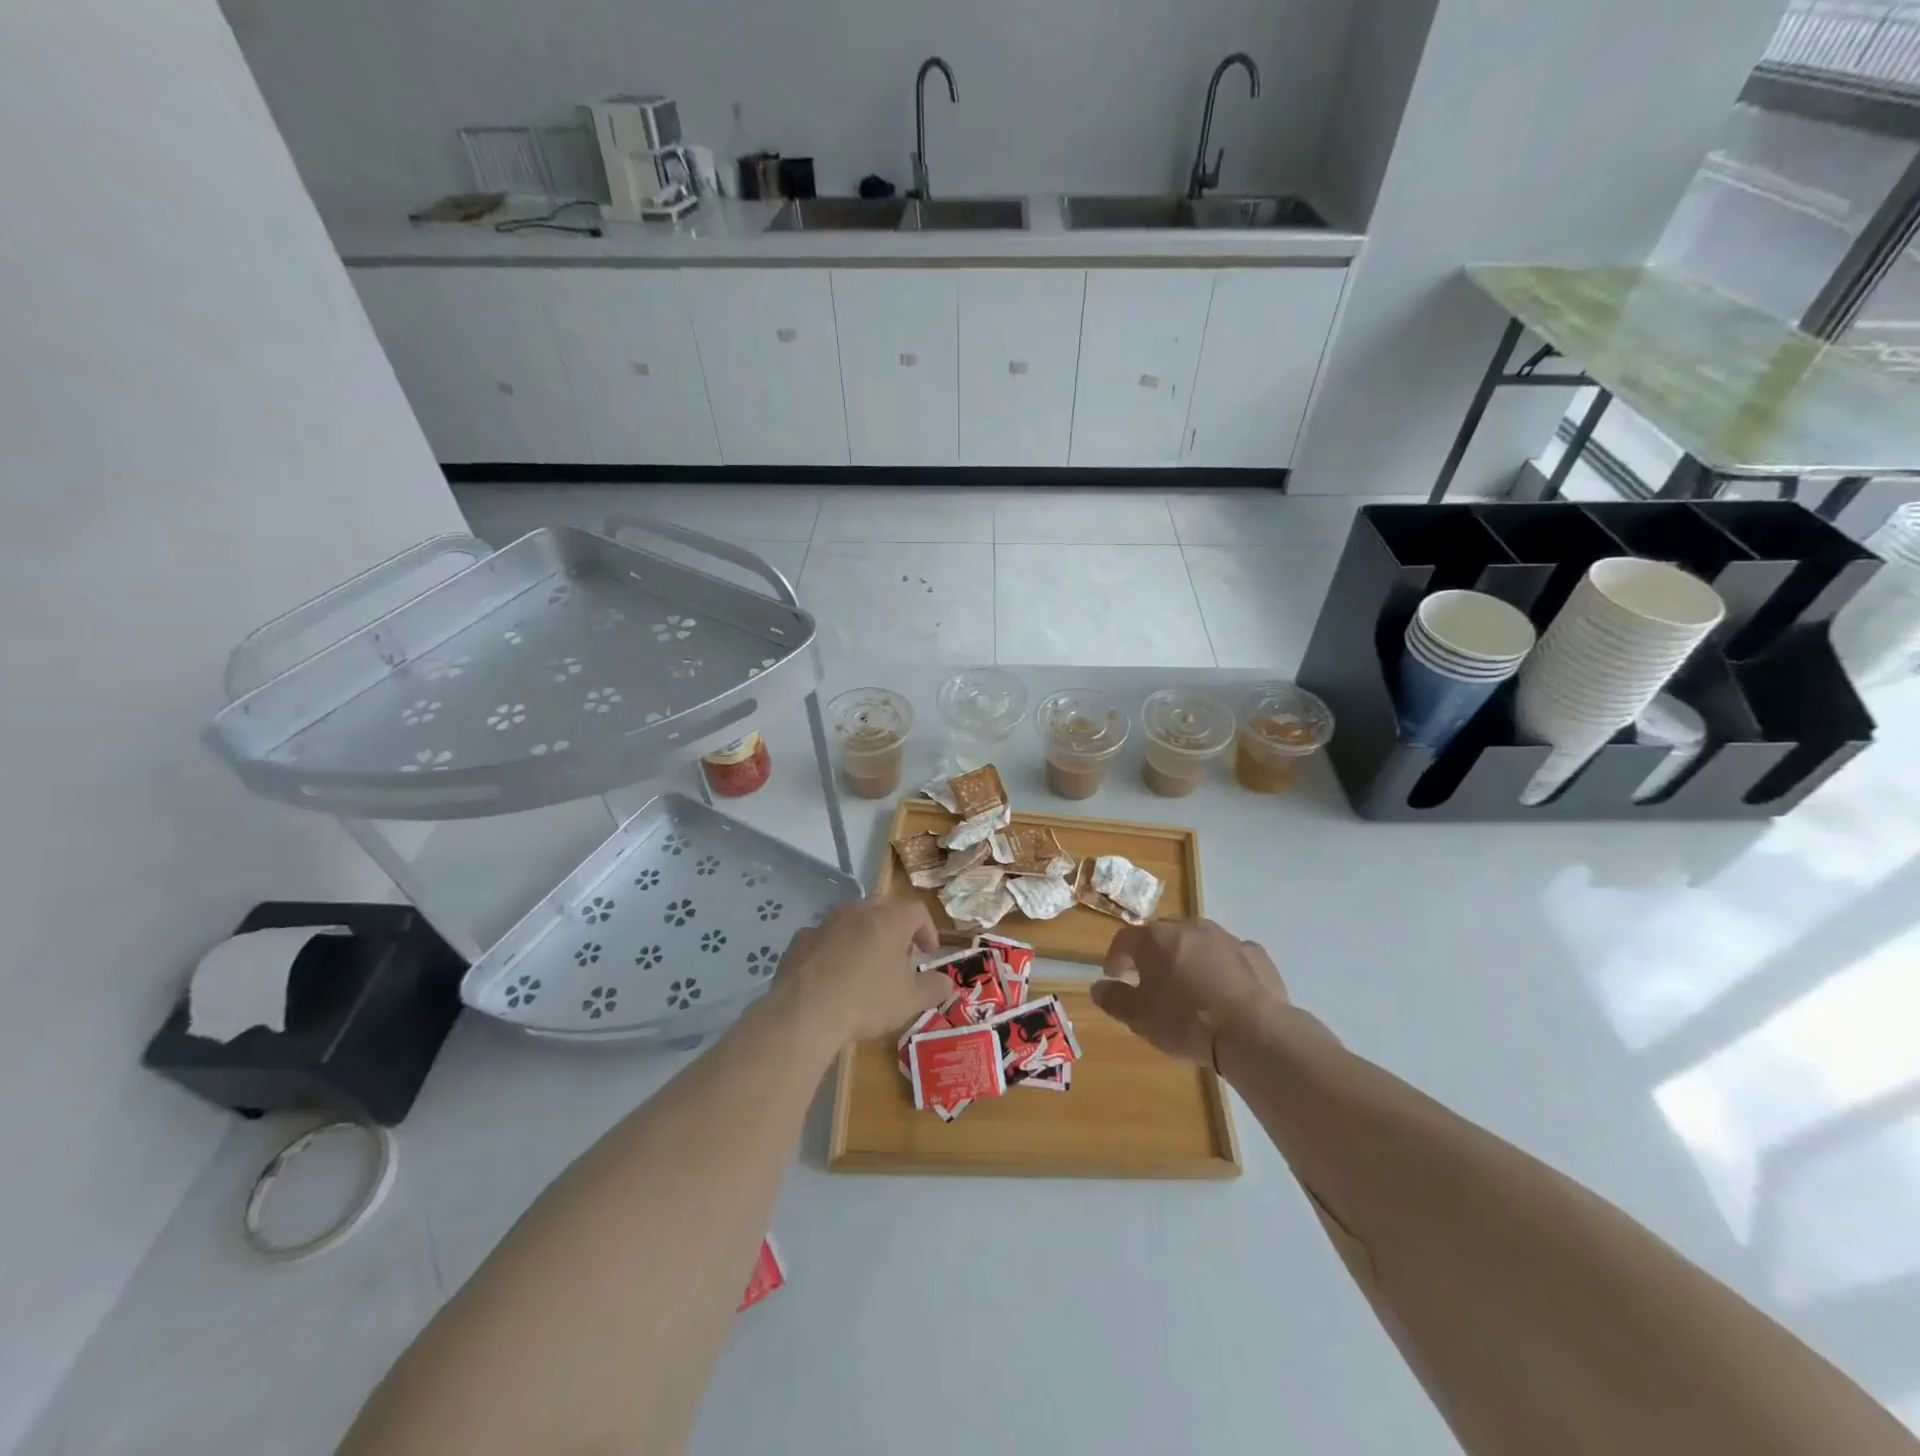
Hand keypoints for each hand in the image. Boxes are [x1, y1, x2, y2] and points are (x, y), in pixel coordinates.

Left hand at [770, 899, 948, 1046]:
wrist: (804, 1012)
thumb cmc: (866, 1001)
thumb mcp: (910, 1000)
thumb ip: (934, 988)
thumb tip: (947, 983)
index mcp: (889, 919)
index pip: (918, 911)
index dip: (927, 930)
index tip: (928, 952)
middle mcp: (858, 911)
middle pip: (884, 909)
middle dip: (895, 930)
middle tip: (899, 957)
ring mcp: (825, 922)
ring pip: (852, 921)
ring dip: (863, 937)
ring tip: (865, 967)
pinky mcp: (800, 938)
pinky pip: (825, 938)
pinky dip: (834, 950)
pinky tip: (832, 976)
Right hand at [1089, 919, 1288, 1067]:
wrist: (1254, 1031)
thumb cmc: (1186, 1022)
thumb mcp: (1140, 1018)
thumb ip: (1114, 999)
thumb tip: (1098, 988)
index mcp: (1155, 939)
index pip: (1125, 939)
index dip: (1116, 957)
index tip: (1114, 976)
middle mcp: (1188, 927)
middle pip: (1162, 936)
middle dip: (1153, 955)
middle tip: (1151, 981)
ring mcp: (1225, 937)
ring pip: (1198, 942)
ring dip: (1189, 958)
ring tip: (1190, 987)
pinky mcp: (1255, 953)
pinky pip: (1230, 956)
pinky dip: (1222, 968)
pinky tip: (1225, 992)